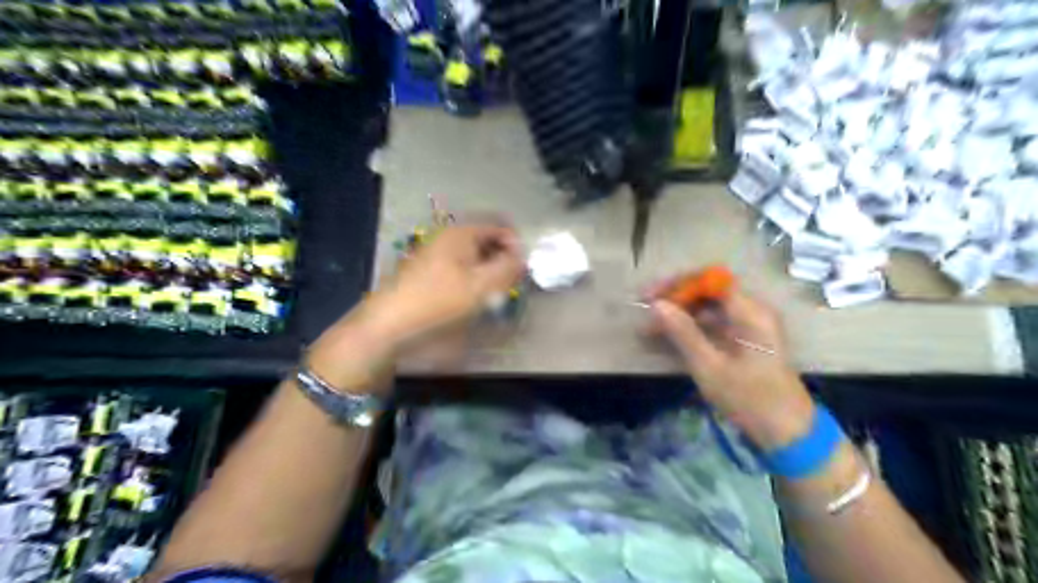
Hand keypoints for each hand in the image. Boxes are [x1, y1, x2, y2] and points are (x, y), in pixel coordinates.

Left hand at [369, 224, 522, 341]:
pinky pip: (462, 268)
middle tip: (510, 284)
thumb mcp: (481, 286)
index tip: (523, 271)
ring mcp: (437, 253)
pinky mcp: (430, 271)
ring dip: (489, 271)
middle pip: (487, 240)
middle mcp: (449, 237)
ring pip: (475, 256)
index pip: (500, 228)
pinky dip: (474, 279)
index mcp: (461, 233)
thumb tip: (522, 257)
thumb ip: (508, 268)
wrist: (390, 324)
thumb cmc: (438, 302)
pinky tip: (474, 298)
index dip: (516, 247)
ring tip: (494, 295)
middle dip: (503, 260)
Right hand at [652, 284, 814, 447]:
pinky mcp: (744, 341)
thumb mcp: (710, 367)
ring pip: (707, 308)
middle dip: (675, 299)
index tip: (650, 297)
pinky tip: (666, 339)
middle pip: (708, 291)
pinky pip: (712, 324)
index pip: (710, 280)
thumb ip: (683, 332)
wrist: (789, 434)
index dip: (678, 284)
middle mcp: (752, 311)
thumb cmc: (750, 399)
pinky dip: (689, 329)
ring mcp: (749, 326)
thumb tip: (656, 305)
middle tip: (646, 312)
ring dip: (678, 315)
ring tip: (649, 329)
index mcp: (750, 312)